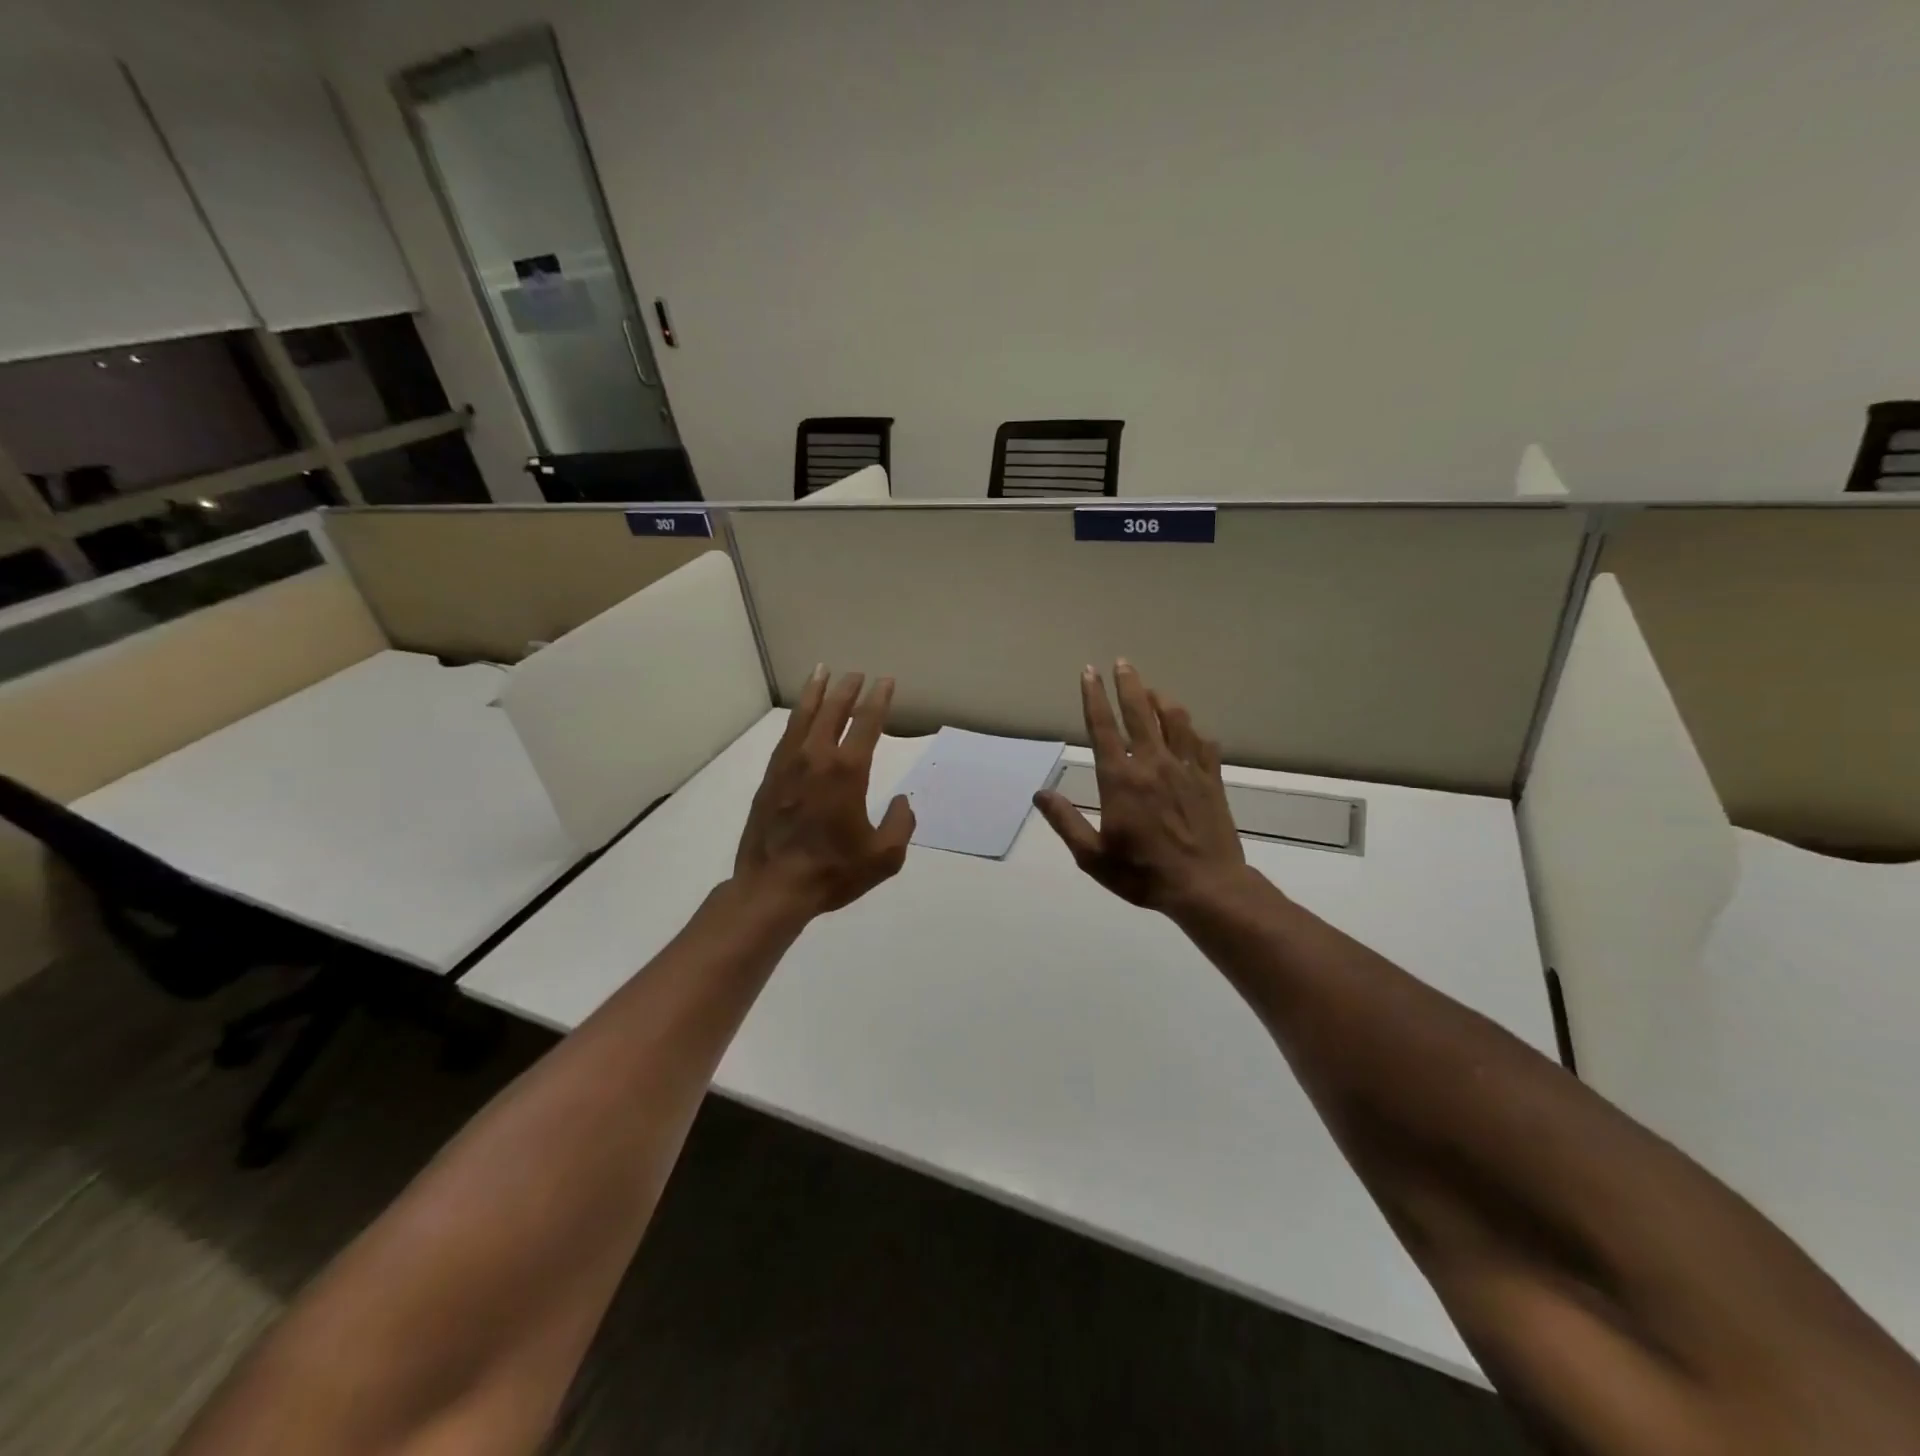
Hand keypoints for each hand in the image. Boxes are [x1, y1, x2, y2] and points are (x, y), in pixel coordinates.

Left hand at [733, 667, 914, 915]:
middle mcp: (817, 758)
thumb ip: (901, 824)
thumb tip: (902, 802)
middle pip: (833, 710)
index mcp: (847, 771)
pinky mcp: (770, 777)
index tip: (885, 682)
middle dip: (847, 688)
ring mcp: (788, 765)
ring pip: (803, 716)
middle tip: (856, 674)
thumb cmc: (832, 871)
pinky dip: (796, 717)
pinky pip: (786, 736)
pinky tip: (799, 714)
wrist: (773, 887)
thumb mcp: (884, 857)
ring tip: (822, 671)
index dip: (878, 699)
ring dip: (816, 692)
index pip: (867, 723)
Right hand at [1033, 661, 1247, 912]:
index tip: (1089, 672)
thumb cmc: (1143, 873)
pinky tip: (1189, 730)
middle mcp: (1152, 764)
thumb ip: (1065, 821)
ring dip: (1161, 701)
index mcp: (1120, 779)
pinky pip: (1202, 744)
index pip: (1103, 727)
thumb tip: (1040, 794)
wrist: (1206, 886)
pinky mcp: (1211, 779)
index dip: (1094, 697)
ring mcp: (1185, 769)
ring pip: (1174, 721)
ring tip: (1152, 691)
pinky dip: (1192, 731)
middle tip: (1123, 663)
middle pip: (1139, 713)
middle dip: (1128, 684)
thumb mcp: (1092, 856)